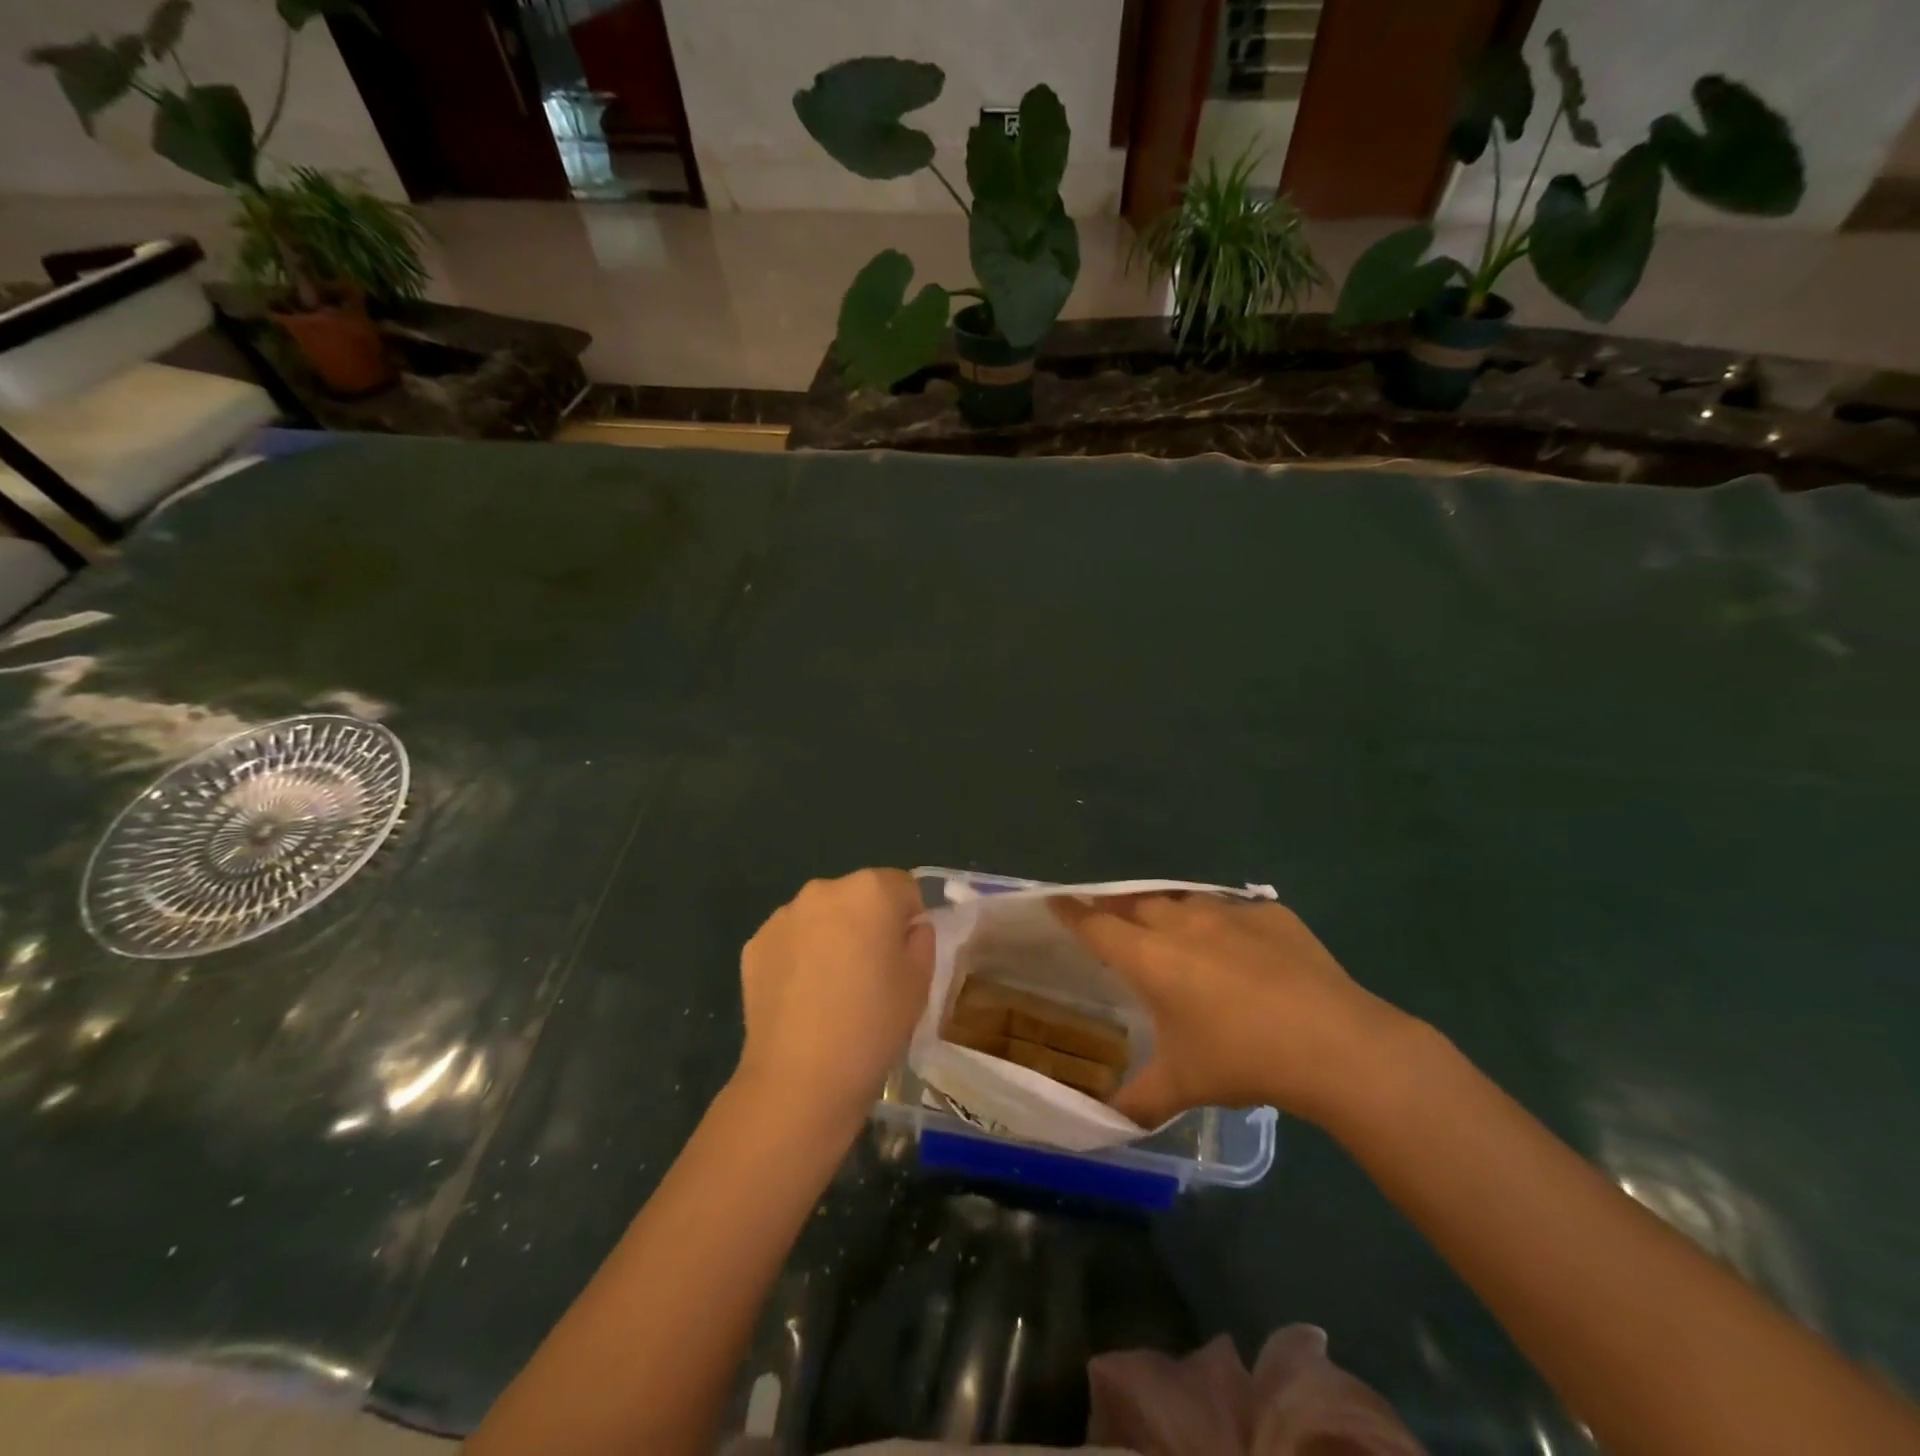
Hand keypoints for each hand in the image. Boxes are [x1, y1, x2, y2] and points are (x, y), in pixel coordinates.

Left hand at [735, 869, 934, 1128]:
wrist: (800, 1077)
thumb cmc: (873, 1024)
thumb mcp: (920, 981)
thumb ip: (921, 939)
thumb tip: (907, 928)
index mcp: (871, 890)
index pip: (903, 887)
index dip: (909, 918)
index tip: (905, 955)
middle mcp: (824, 889)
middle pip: (858, 896)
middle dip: (867, 922)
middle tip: (870, 972)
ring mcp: (784, 915)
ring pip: (821, 916)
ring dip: (831, 936)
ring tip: (832, 989)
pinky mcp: (754, 944)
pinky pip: (790, 940)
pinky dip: (798, 957)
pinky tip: (802, 998)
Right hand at [1051, 894, 1416, 1129]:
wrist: (1336, 1044)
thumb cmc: (1243, 1060)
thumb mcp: (1183, 1086)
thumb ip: (1137, 1100)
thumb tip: (1107, 1121)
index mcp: (1150, 958)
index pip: (1096, 924)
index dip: (1071, 912)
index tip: (1054, 901)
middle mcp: (1182, 923)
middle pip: (1135, 902)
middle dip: (1117, 908)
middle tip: (1113, 924)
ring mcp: (1229, 913)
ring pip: (1183, 900)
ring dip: (1168, 911)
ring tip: (1170, 931)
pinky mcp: (1271, 915)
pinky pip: (1233, 910)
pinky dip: (1222, 924)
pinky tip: (1238, 949)